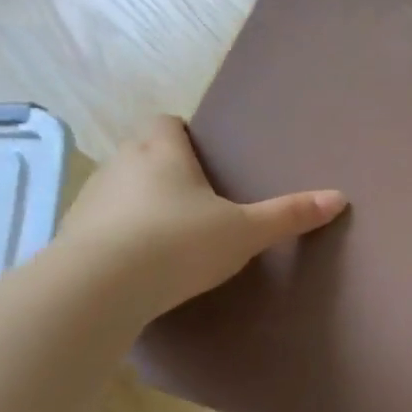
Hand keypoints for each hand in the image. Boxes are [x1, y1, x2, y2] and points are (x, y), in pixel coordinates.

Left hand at [55, 115, 346, 319]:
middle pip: (142, 152)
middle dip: (166, 169)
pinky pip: (102, 225)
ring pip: (120, 189)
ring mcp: (90, 201)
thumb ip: (289, 215)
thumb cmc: (178, 243)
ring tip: (170, 234)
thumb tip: (339, 198)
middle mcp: (120, 165)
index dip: (183, 134)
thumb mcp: (244, 232)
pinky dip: (120, 235)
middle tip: (198, 198)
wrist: (98, 289)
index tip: (204, 157)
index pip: (165, 122)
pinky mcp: (72, 237)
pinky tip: (140, 263)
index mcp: (161, 152)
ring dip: (140, 203)